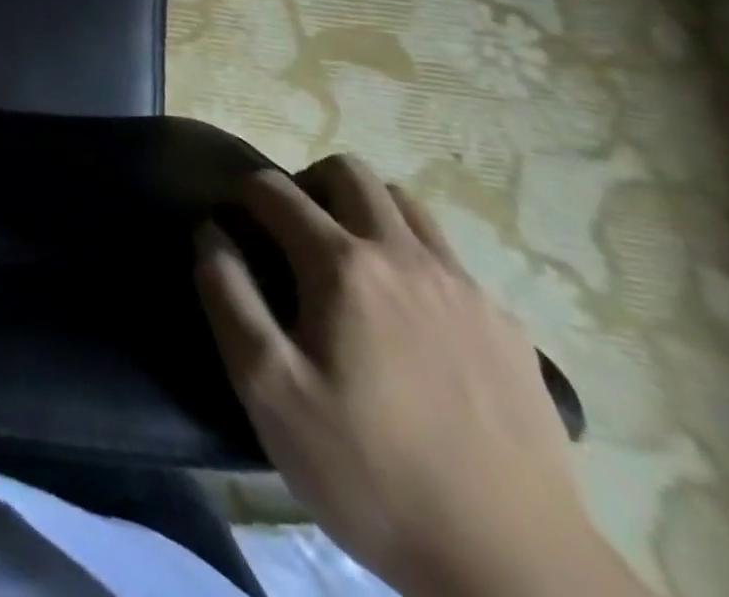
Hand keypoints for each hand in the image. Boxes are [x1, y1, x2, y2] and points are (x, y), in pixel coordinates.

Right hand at [196, 157, 643, 596]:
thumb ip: (227, 294)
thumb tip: (212, 232)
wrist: (516, 570)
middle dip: (306, 186)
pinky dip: (412, 259)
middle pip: (348, 172)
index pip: (274, 189)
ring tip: (347, 267)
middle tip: (291, 238)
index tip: (234, 232)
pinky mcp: (506, 327)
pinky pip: (448, 257)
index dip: (241, 198)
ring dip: (364, 213)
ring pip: (405, 204)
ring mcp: (465, 288)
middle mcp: (405, 256)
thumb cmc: (370, 471)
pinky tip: (408, 320)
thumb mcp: (268, 388)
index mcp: (342, 264)